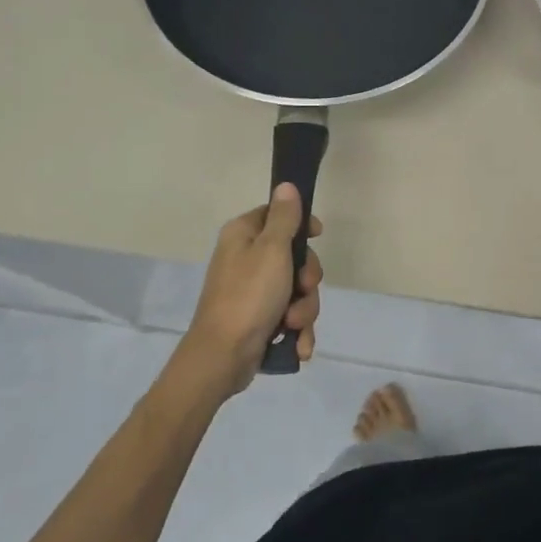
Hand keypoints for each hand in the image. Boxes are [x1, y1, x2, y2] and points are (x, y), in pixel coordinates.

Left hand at [187, 184, 323, 379]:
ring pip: (297, 291)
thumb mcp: (272, 250)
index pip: (278, 214)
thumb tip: (286, 185)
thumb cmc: (249, 296)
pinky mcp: (260, 319)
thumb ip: (284, 218)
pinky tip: (298, 345)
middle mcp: (246, 259)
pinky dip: (296, 331)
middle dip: (307, 280)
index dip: (301, 225)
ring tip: (292, 325)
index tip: (317, 235)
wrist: (223, 356)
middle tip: (302, 289)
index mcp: (243, 235)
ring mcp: (253, 292)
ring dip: (303, 310)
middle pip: (294, 257)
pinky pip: (290, 317)